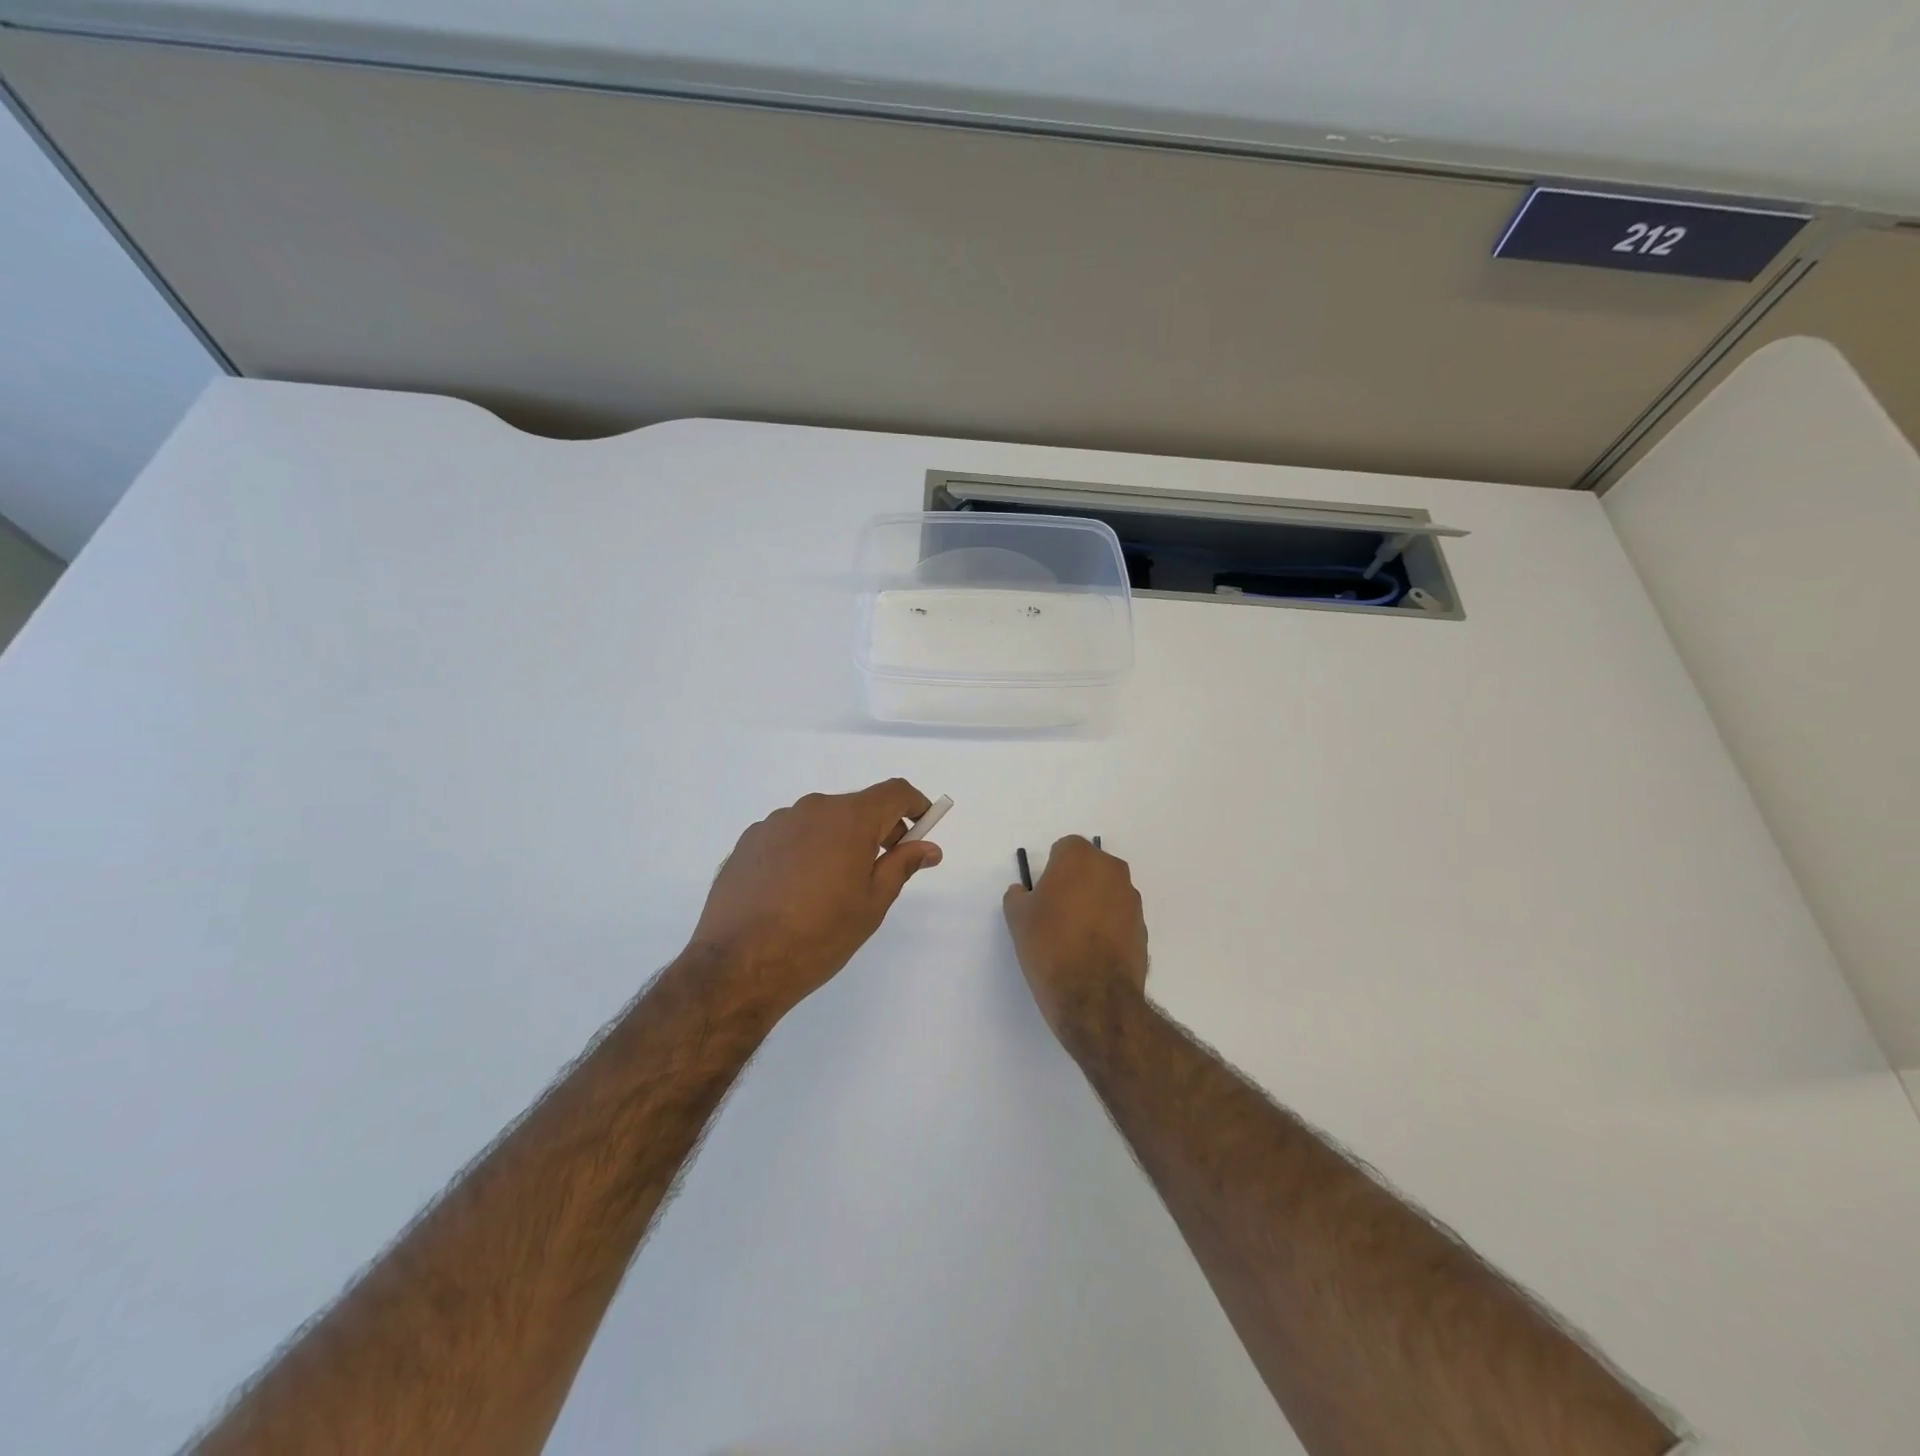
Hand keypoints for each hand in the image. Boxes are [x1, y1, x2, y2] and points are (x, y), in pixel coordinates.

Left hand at [689, 780, 942, 1015]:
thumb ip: (902, 865)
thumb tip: (928, 847)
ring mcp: (775, 823)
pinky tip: (795, 891)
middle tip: (882, 868)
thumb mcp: (872, 904)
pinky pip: (790, 836)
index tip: (924, 827)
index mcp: (848, 819)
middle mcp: (811, 809)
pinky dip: (804, 851)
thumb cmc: (819, 936)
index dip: (915, 805)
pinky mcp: (748, 841)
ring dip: (837, 841)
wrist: (739, 964)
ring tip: (831, 888)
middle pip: (856, 806)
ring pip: (820, 822)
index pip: (894, 792)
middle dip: (877, 829)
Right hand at [1003, 836, 1148, 1042]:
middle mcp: (1111, 870)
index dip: (1050, 872)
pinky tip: (1092, 953)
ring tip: (1074, 938)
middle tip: (1056, 915)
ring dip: (1093, 905)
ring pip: (1106, 892)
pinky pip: (1119, 918)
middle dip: (1074, 884)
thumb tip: (1024, 893)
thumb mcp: (1017, 918)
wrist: (1094, 997)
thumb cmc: (1049, 946)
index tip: (1042, 897)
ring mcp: (1131, 899)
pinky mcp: (1142, 927)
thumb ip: (1018, 896)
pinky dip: (1107, 927)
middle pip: (1088, 868)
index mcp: (1080, 857)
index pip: (1063, 850)